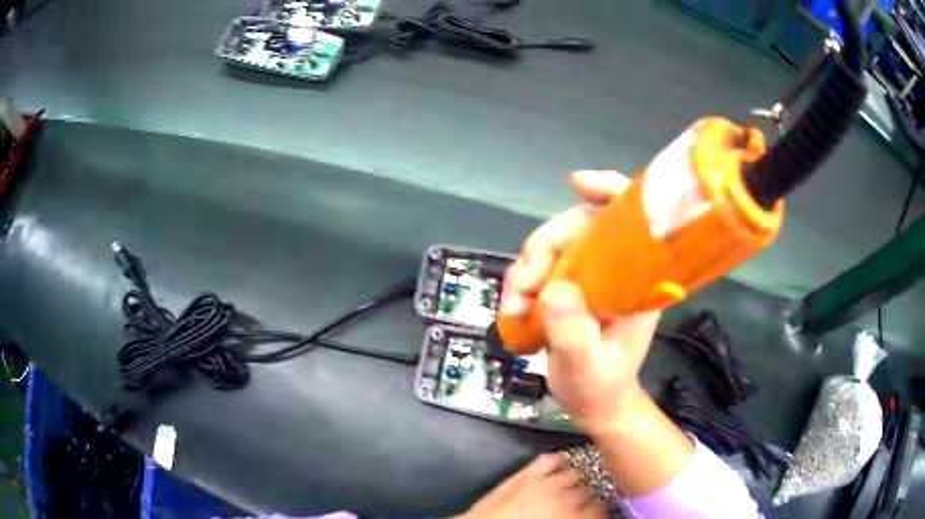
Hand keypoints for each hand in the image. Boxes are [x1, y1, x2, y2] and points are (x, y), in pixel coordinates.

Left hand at [461, 453, 606, 518]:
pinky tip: (560, 465)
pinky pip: (551, 459)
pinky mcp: (527, 475)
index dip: (598, 512)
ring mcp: (547, 483)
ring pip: (575, 474)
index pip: (601, 509)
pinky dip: (558, 460)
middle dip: (586, 498)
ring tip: (568, 487)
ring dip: (574, 481)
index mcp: (575, 518)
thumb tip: (586, 516)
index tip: (594, 514)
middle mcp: (568, 499)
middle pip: (589, 491)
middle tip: (579, 505)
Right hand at [500, 170, 660, 433]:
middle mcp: (614, 269)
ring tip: (513, 308)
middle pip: (576, 229)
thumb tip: (552, 289)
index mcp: (635, 279)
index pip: (630, 218)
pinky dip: (521, 284)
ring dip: (524, 271)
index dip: (608, 190)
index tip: (576, 184)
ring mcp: (589, 278)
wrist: (594, 405)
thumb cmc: (600, 387)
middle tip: (522, 290)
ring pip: (551, 248)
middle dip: (541, 250)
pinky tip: (513, 309)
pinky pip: (539, 269)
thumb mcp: (587, 365)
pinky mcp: (569, 289)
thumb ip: (573, 332)